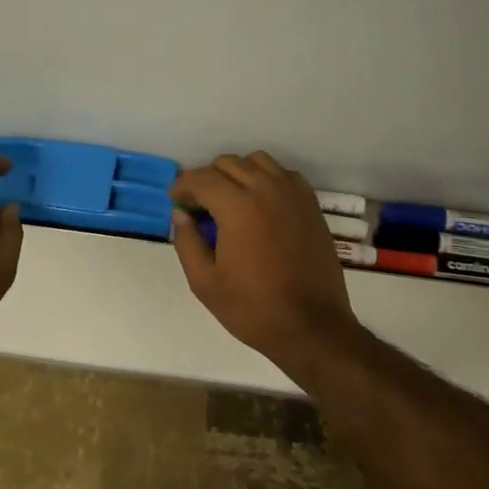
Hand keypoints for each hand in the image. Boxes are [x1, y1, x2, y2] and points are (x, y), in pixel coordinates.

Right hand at [170, 152, 358, 357]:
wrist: (312, 326)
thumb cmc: (253, 309)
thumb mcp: (205, 283)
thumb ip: (187, 242)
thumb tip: (181, 214)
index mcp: (238, 207)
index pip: (201, 179)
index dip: (182, 187)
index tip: (176, 201)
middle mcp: (266, 189)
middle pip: (228, 163)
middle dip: (207, 179)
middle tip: (199, 206)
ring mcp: (292, 194)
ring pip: (257, 161)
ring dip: (238, 173)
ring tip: (230, 200)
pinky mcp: (311, 204)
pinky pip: (283, 174)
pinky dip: (266, 179)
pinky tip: (261, 204)